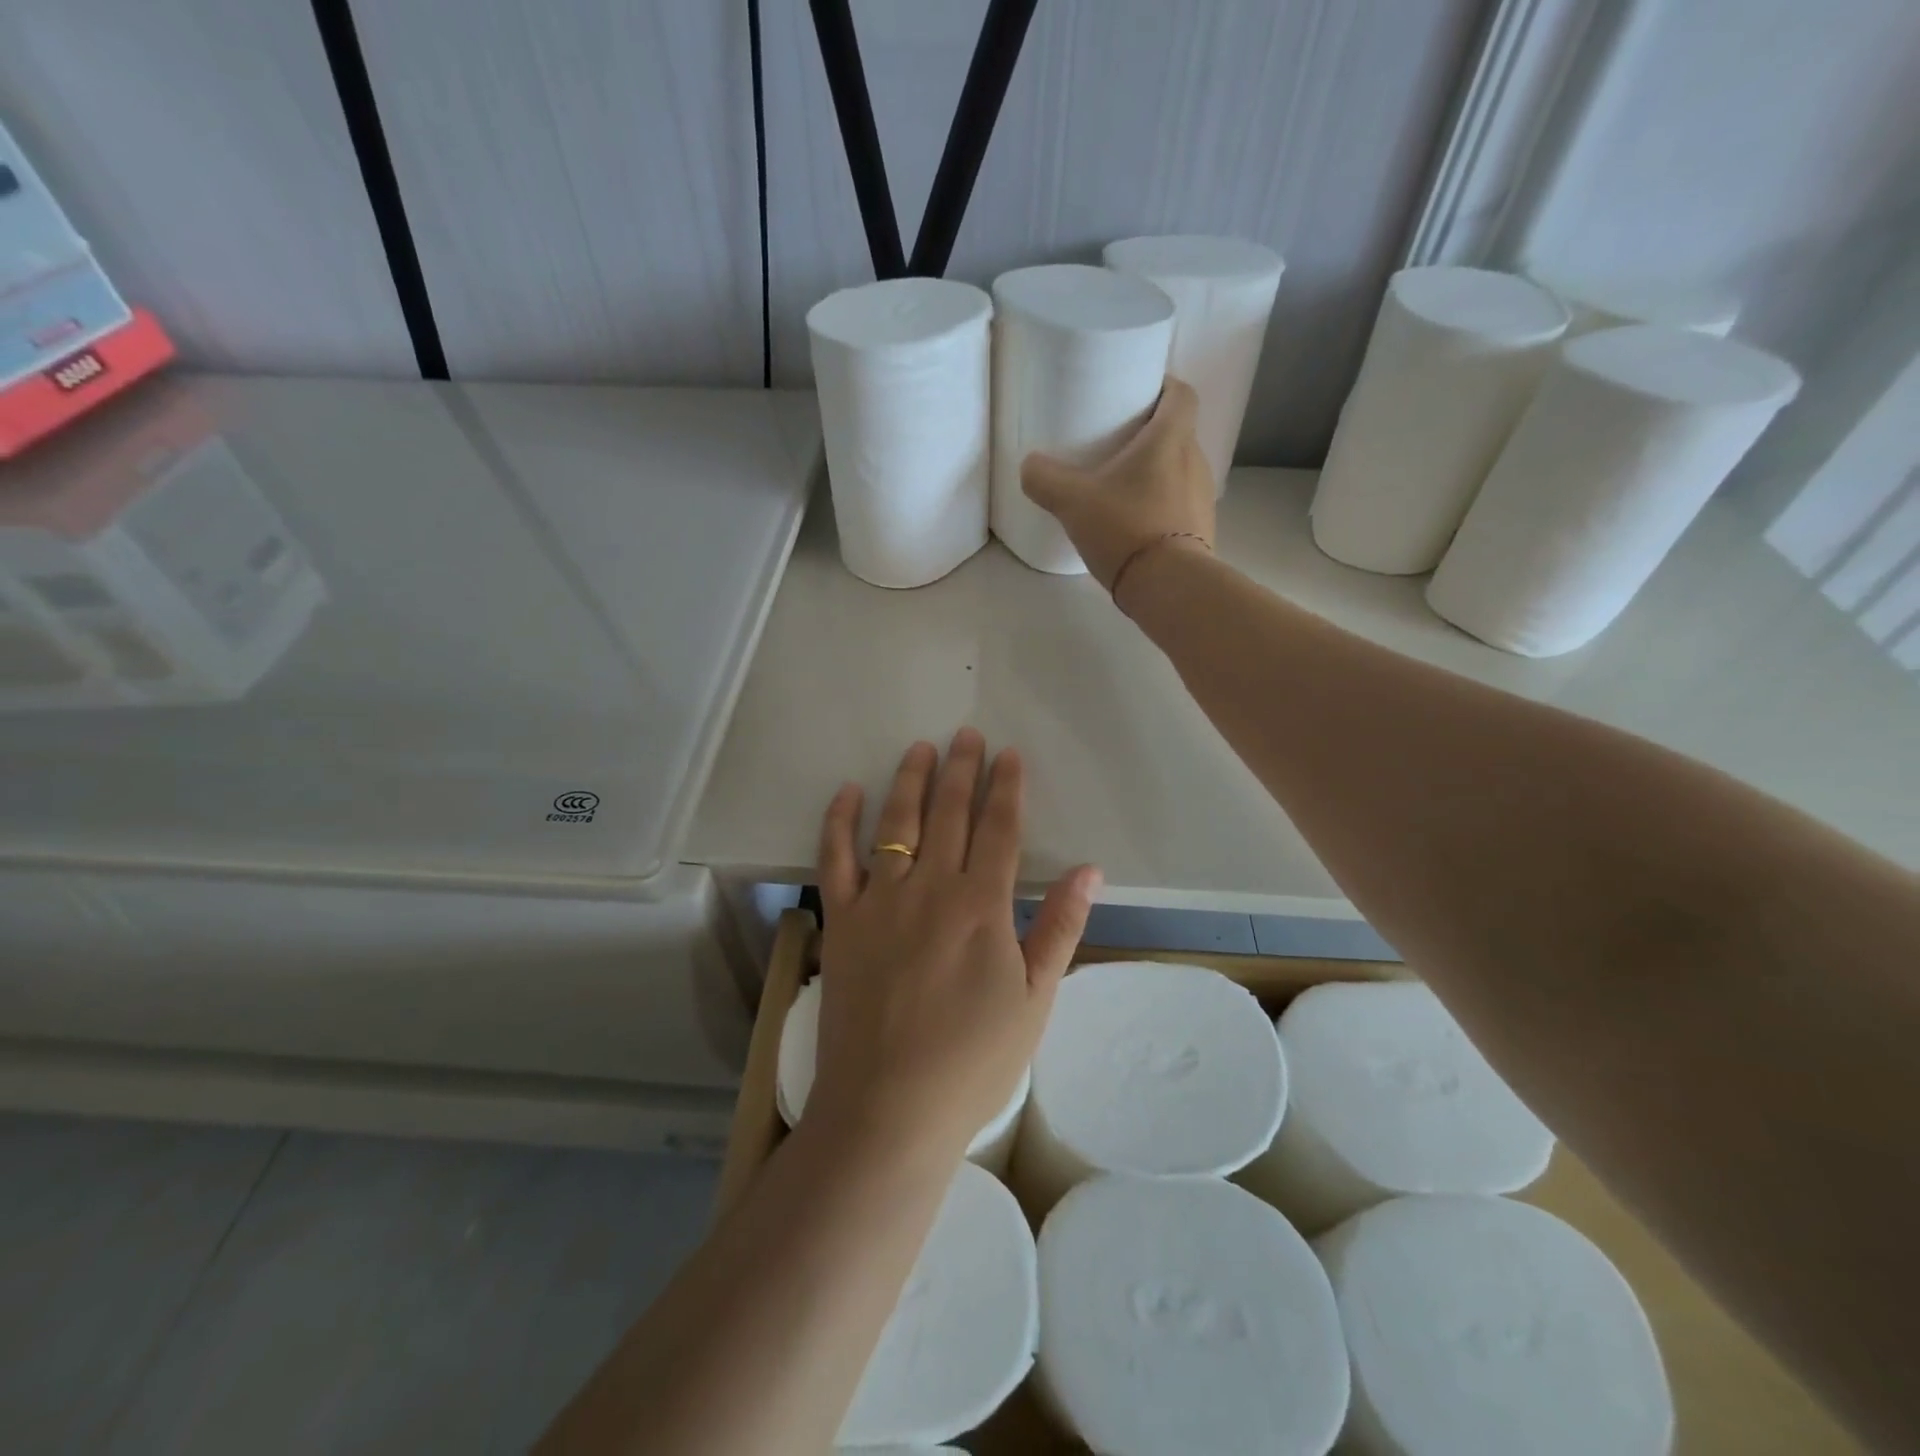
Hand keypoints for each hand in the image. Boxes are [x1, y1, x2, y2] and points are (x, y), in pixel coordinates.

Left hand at [810, 730, 1100, 1164]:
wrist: (889, 1108)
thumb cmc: (972, 1061)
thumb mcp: (1034, 1000)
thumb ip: (1060, 928)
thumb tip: (1091, 870)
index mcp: (982, 906)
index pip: (999, 829)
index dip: (1006, 788)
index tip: (1009, 755)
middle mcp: (931, 888)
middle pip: (949, 814)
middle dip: (961, 769)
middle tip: (967, 734)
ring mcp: (880, 901)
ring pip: (896, 823)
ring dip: (910, 780)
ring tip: (920, 748)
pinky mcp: (842, 920)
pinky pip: (835, 858)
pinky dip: (839, 821)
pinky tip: (847, 791)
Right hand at [1020, 375, 1215, 593]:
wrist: (1168, 587)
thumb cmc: (1125, 528)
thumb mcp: (1072, 502)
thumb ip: (1045, 479)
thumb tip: (1029, 466)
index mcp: (1170, 439)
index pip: (1181, 393)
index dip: (1163, 386)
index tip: (1139, 393)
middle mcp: (1195, 460)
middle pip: (1178, 432)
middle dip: (1151, 433)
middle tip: (1117, 443)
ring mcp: (1202, 498)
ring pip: (1179, 470)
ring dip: (1155, 472)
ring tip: (1122, 486)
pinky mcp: (1201, 530)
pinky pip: (1180, 504)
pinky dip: (1161, 505)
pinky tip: (1134, 523)